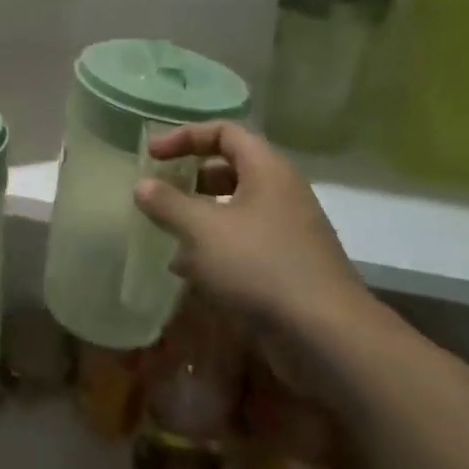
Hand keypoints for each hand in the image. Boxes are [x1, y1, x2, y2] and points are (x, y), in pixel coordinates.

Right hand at [133, 121, 372, 338]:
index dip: (185, 136)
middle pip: (229, 170)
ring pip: (234, 210)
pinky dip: (213, 248)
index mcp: (267, 170)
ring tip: (165, 233)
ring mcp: (287, 232)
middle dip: (189, 178)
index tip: (152, 154)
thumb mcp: (201, 229)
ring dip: (197, 217)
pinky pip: (242, 244)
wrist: (326, 336)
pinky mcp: (286, 267)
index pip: (224, 132)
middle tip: (158, 192)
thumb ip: (167, 202)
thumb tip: (142, 185)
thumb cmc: (259, 265)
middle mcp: (281, 194)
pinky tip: (187, 270)